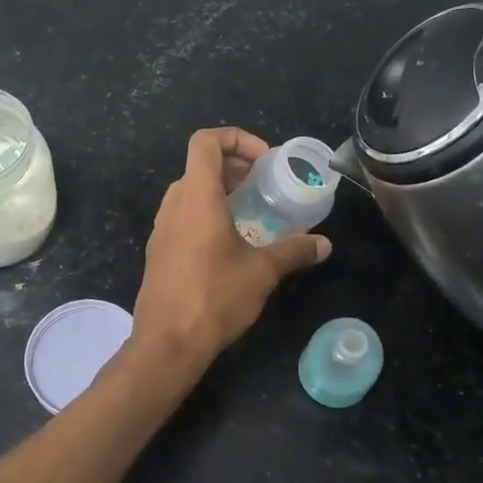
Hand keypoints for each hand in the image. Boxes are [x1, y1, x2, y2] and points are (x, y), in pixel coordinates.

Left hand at [129, 128, 329, 374]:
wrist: (167, 343)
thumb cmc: (215, 297)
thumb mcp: (262, 272)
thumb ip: (294, 251)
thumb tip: (324, 244)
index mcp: (196, 197)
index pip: (205, 142)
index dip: (235, 138)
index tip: (263, 161)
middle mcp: (173, 206)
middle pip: (199, 166)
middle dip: (233, 167)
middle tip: (262, 186)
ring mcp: (161, 230)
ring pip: (189, 193)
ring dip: (218, 192)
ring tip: (249, 213)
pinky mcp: (158, 252)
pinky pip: (182, 218)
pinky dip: (205, 215)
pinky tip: (228, 245)